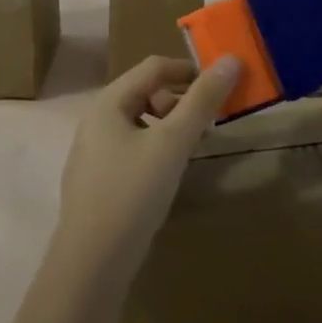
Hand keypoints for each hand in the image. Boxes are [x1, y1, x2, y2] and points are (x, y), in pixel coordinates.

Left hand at [55, 55, 240, 282]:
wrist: (91, 262)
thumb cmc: (133, 193)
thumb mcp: (172, 143)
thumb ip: (201, 101)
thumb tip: (230, 60)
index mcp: (108, 102)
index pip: (153, 67)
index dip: (189, 69)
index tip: (222, 85)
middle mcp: (95, 119)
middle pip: (144, 92)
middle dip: (180, 101)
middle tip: (209, 123)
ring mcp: (92, 151)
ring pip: (138, 122)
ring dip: (169, 125)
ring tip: (192, 147)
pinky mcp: (97, 180)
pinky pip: (131, 148)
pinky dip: (155, 148)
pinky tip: (169, 173)